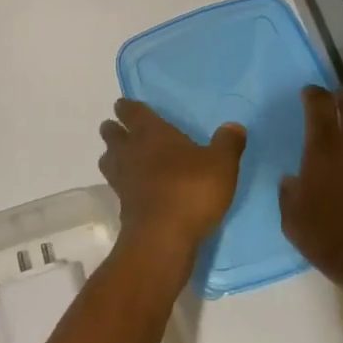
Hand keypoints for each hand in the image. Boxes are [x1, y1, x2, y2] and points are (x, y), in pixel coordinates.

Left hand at [97, 99, 245, 265]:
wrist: (163, 237)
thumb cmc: (191, 190)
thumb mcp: (221, 164)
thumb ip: (227, 143)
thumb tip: (233, 126)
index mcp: (151, 132)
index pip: (131, 111)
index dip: (127, 107)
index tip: (125, 105)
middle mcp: (130, 150)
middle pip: (112, 134)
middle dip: (115, 130)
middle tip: (123, 130)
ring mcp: (121, 179)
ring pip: (108, 159)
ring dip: (114, 156)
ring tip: (126, 159)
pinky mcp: (122, 205)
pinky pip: (117, 186)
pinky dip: (123, 183)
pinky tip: (136, 188)